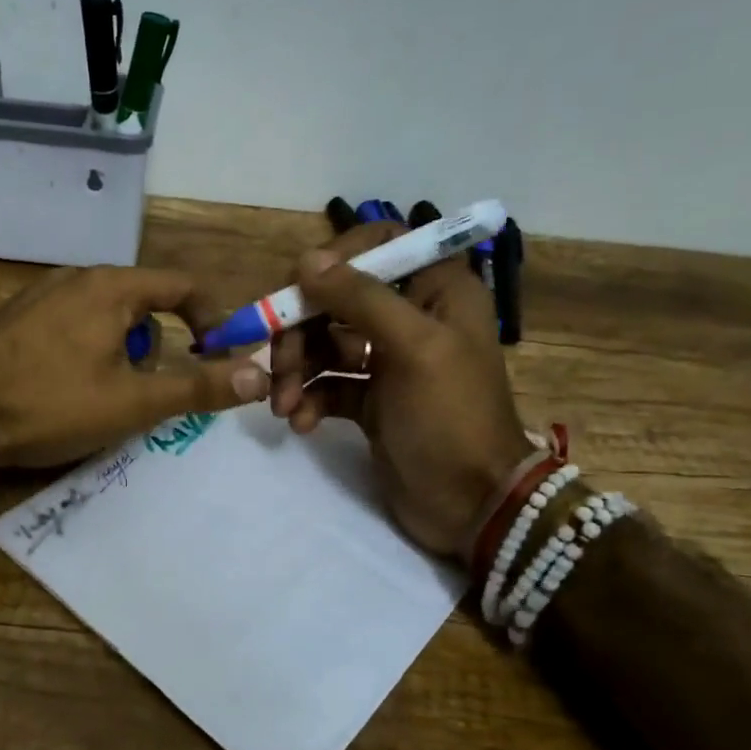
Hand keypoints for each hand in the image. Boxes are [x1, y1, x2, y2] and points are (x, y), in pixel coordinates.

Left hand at [0, 265, 271, 470]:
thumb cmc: (50, 405)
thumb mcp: (134, 403)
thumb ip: (198, 387)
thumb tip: (258, 376)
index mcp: (111, 286)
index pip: (183, 285)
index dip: (213, 320)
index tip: (220, 358)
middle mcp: (75, 278)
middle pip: (143, 303)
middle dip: (160, 347)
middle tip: (151, 392)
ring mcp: (38, 296)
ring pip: (104, 318)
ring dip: (122, 353)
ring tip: (104, 398)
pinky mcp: (13, 319)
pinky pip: (69, 327)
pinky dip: (85, 352)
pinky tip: (63, 391)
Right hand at [268, 224, 531, 557]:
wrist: (471, 505)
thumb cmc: (450, 417)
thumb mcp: (413, 348)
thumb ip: (360, 299)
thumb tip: (307, 260)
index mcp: (437, 291)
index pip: (382, 245)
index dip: (338, 258)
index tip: (301, 285)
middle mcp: (411, 317)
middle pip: (337, 298)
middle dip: (301, 331)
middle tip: (279, 365)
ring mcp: (387, 360)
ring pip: (324, 343)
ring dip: (297, 370)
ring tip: (283, 405)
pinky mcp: (369, 399)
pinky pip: (326, 384)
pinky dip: (309, 399)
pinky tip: (302, 423)